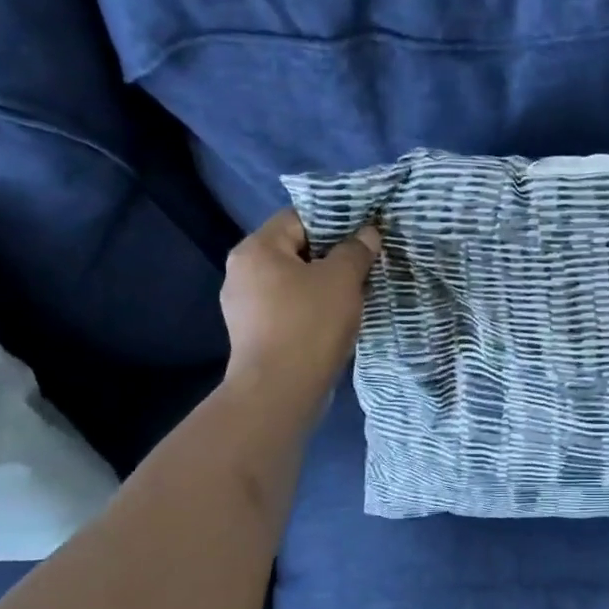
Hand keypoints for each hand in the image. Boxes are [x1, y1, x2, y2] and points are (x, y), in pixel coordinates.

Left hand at [220, 209, 380, 406]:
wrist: (280, 391)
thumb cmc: (309, 324)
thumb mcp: (342, 279)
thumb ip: (356, 251)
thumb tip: (367, 233)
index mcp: (256, 249)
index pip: (298, 218)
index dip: (334, 222)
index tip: (364, 235)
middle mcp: (242, 273)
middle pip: (294, 250)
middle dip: (331, 256)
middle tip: (365, 265)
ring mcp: (244, 307)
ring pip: (293, 282)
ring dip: (324, 285)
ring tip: (356, 294)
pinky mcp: (254, 335)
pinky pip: (288, 309)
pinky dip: (312, 309)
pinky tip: (336, 321)